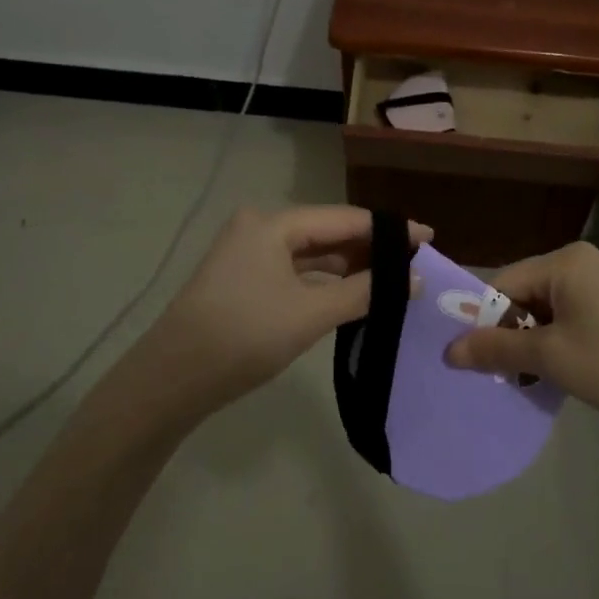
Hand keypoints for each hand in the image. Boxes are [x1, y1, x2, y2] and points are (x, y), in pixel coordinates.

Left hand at [137, 206, 430, 417]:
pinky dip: (324, 281)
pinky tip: (350, 293)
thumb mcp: (310, 314)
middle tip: (414, 263)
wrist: (171, 381)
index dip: (387, 229)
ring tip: (390, 279)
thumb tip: (412, 279)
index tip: (427, 239)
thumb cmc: (244, 337)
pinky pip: (295, 271)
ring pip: (311, 253)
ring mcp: (248, 254)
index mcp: (272, 224)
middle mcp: (259, 228)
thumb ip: (365, 292)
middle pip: (327, 232)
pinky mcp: (243, 280)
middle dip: (369, 248)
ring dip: (348, 266)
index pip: (343, 218)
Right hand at [445, 241, 598, 429]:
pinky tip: (567, 370)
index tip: (478, 362)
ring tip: (537, 379)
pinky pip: (575, 313)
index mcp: (564, 261)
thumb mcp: (551, 359)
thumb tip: (448, 350)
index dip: (484, 322)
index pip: (503, 284)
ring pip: (551, 306)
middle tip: (509, 376)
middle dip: (512, 333)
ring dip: (537, 340)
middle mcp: (584, 260)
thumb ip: (496, 350)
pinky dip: (562, 339)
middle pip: (526, 292)